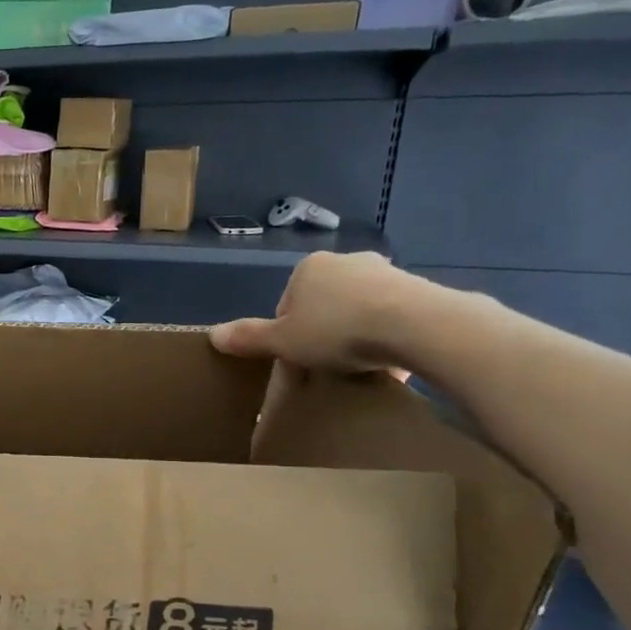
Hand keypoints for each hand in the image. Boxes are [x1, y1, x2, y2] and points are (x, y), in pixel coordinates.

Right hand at [209, 252, 415, 372]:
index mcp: (308, 268)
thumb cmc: (336, 330)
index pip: (287, 304)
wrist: (414, 324)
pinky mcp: (417, 289)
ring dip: (356, 336)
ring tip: (358, 367)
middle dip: (324, 333)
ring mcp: (385, 272)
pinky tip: (388, 363)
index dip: (288, 335)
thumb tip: (213, 334)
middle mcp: (345, 261)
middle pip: (323, 305)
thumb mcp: (282, 341)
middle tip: (326, 365)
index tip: (298, 358)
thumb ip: (249, 337)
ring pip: (358, 310)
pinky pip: (390, 317)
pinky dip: (386, 337)